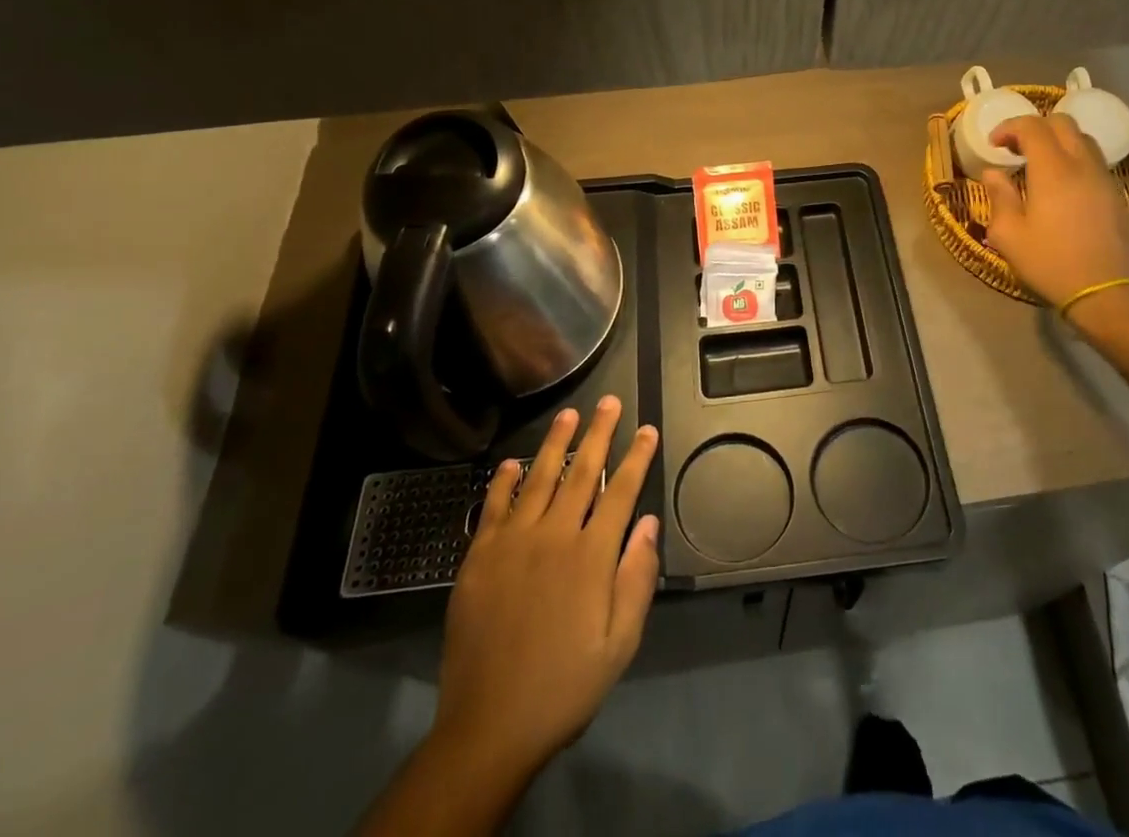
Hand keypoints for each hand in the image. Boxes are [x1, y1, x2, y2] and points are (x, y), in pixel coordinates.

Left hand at [432, 397, 659, 780]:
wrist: (490, 726)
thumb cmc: (564, 686)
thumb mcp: (619, 644)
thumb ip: (636, 579)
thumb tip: (648, 523)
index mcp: (591, 557)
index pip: (620, 492)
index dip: (636, 458)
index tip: (647, 429)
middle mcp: (554, 536)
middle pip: (582, 472)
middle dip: (599, 433)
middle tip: (608, 401)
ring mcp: (513, 543)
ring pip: (539, 478)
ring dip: (556, 443)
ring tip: (568, 414)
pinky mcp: (480, 557)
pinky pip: (493, 507)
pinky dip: (503, 481)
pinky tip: (512, 462)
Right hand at [982, 114, 1128, 306]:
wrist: (1107, 292)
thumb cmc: (1051, 263)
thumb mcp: (1009, 235)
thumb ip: (999, 197)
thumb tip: (993, 173)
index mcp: (1053, 170)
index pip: (1032, 127)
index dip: (1009, 127)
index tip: (994, 144)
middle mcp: (1082, 165)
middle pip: (1062, 123)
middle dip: (1035, 127)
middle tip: (1015, 148)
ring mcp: (1104, 178)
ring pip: (1082, 139)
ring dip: (1057, 141)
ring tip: (1039, 163)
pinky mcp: (1116, 194)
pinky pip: (1094, 160)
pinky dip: (1074, 158)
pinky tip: (1062, 184)